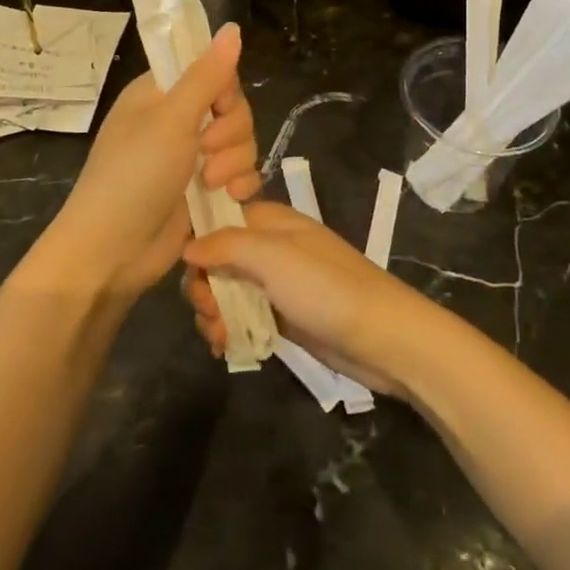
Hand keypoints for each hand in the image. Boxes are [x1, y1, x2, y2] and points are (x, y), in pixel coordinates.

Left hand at [41, 24, 259, 297]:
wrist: (113, 251)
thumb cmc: (133, 176)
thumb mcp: (171, 119)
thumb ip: (207, 75)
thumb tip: (233, 28)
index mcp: (159, 94)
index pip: (210, 71)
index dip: (223, 89)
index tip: (216, 108)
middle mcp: (175, 121)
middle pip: (232, 108)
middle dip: (230, 131)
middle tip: (205, 151)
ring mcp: (190, 158)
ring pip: (240, 142)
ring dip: (234, 161)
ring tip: (211, 183)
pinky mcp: (203, 191)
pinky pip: (240, 173)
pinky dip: (240, 183)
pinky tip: (230, 197)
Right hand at [183, 203, 441, 398]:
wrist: (382, 337)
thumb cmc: (325, 288)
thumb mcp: (273, 257)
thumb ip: (226, 245)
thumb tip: (187, 246)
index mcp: (270, 221)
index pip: (219, 220)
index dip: (199, 244)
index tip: (192, 272)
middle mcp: (270, 248)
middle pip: (217, 260)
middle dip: (205, 288)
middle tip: (210, 314)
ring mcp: (277, 284)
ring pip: (227, 292)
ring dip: (214, 315)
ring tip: (220, 339)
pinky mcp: (283, 317)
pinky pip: (243, 317)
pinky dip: (230, 330)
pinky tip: (227, 349)